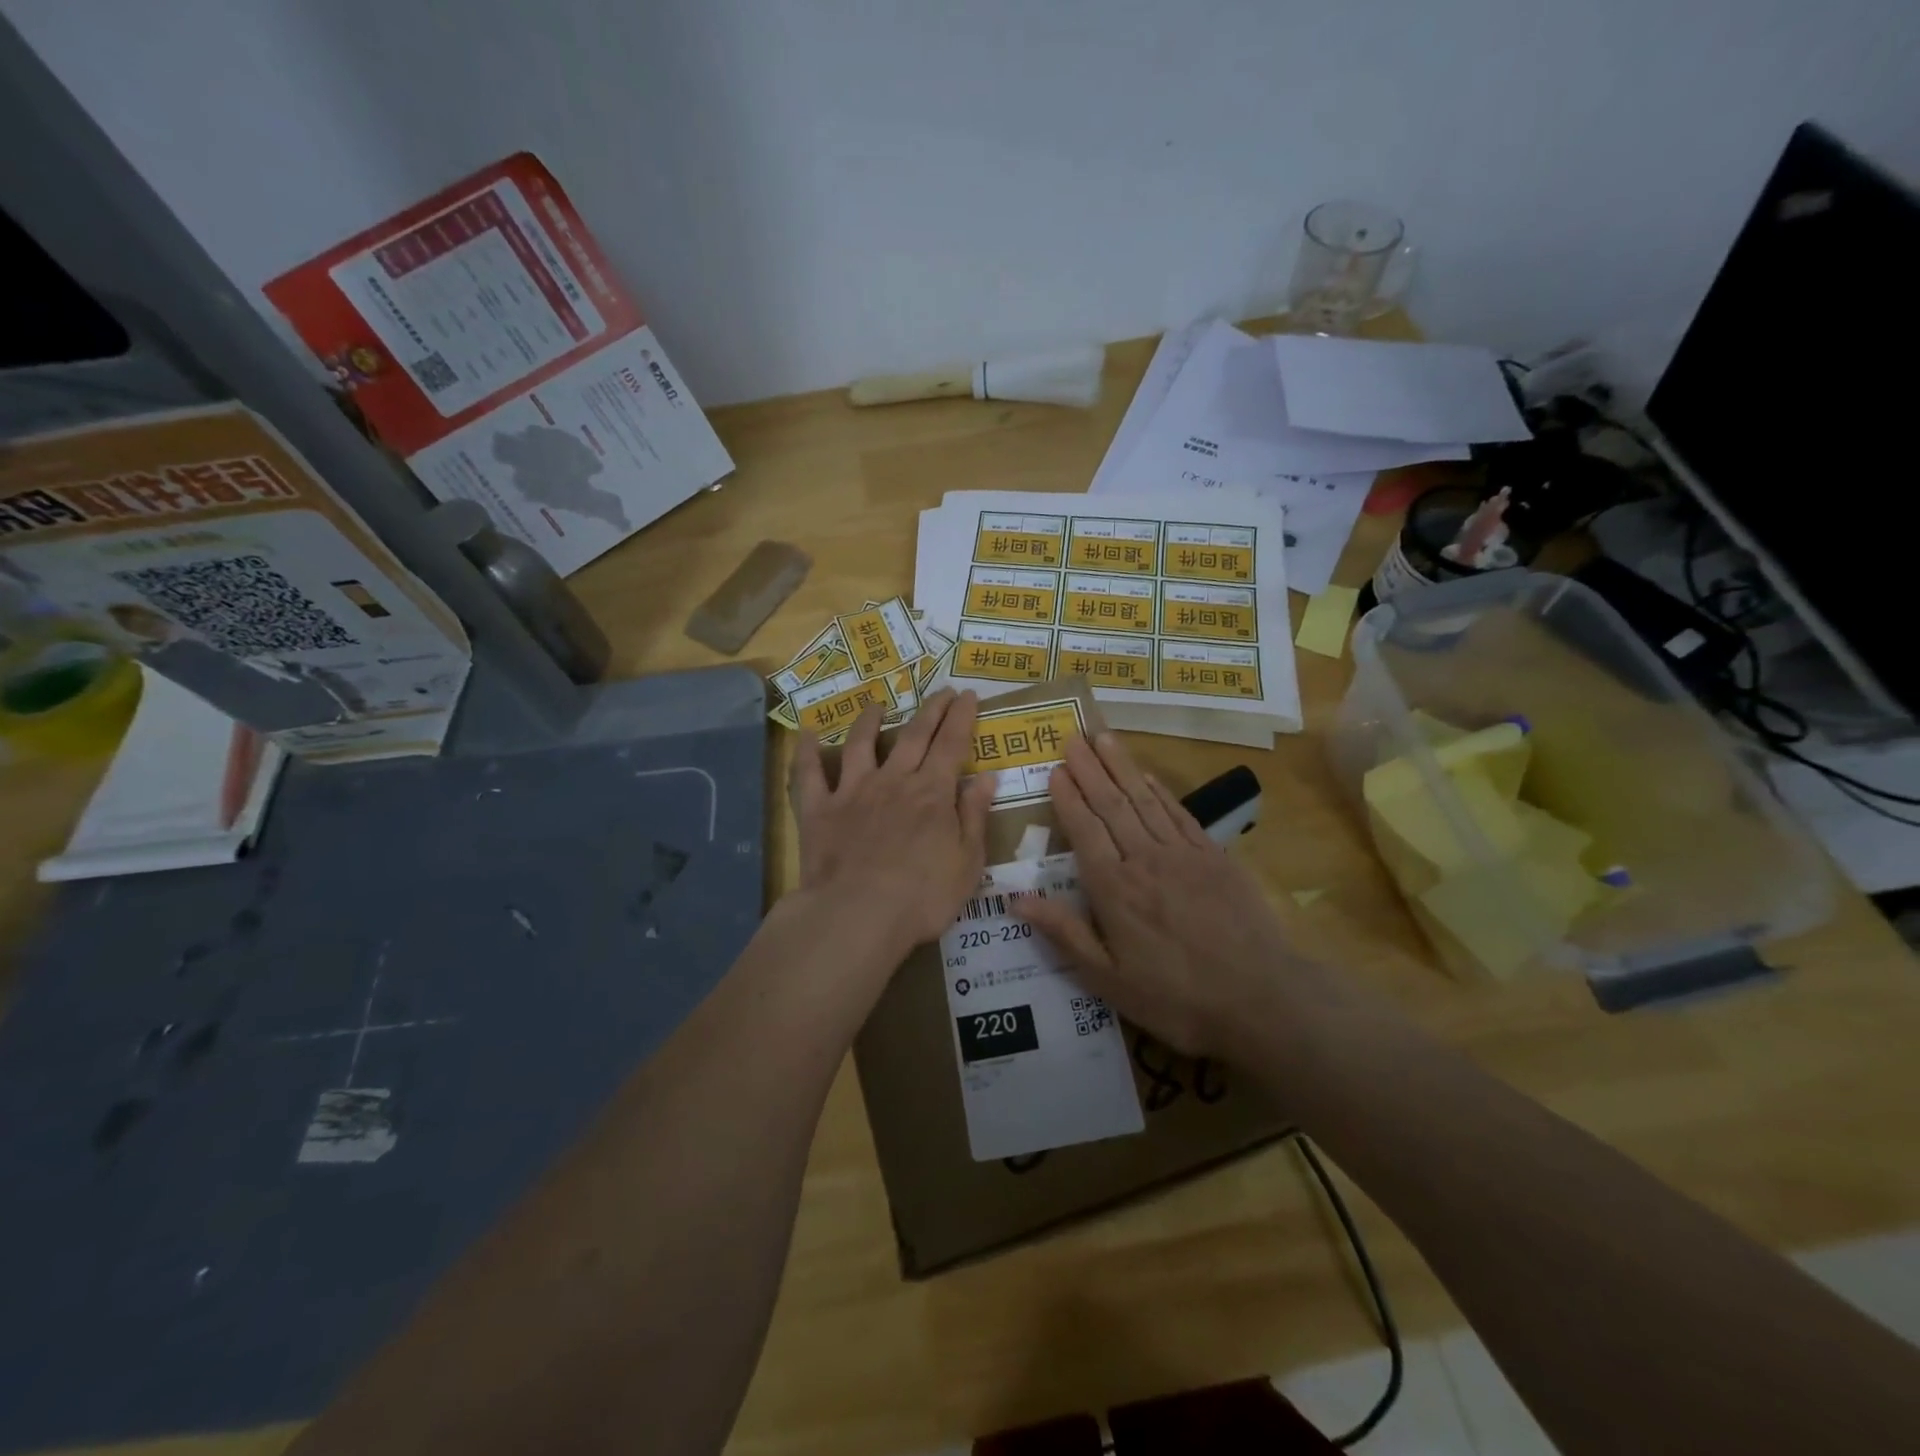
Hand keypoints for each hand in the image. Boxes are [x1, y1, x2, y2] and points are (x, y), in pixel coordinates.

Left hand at [789, 688, 997, 971]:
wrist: (858, 915)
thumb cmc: (922, 897)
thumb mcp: (967, 862)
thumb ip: (974, 817)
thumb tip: (986, 778)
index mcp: (932, 792)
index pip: (952, 744)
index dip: (962, 717)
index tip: (967, 695)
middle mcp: (893, 781)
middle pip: (914, 735)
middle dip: (930, 710)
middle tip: (940, 690)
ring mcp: (853, 791)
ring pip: (861, 744)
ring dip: (869, 721)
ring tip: (876, 704)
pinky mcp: (819, 809)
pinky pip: (809, 774)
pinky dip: (807, 752)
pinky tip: (807, 734)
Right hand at [1015, 732, 1312, 1057]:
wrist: (1260, 998)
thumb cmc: (1175, 997)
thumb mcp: (1108, 979)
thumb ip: (1064, 933)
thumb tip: (1016, 899)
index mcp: (1113, 888)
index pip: (1084, 830)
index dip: (1068, 798)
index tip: (1055, 769)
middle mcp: (1144, 859)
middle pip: (1111, 805)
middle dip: (1089, 769)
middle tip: (1073, 737)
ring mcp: (1182, 854)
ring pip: (1144, 800)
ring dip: (1121, 767)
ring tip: (1103, 738)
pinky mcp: (1214, 857)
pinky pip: (1180, 814)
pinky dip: (1161, 791)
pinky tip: (1147, 776)